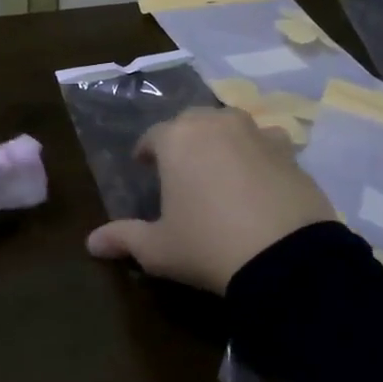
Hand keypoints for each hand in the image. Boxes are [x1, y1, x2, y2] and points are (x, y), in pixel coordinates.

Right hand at [86, 108, 336, 293]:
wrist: (287, 258)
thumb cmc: (207, 245)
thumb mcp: (158, 248)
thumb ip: (123, 238)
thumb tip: (91, 243)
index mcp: (176, 139)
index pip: (152, 137)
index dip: (145, 152)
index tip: (143, 168)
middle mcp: (216, 124)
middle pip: (192, 123)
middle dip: (183, 141)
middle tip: (180, 170)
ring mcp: (258, 134)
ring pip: (231, 128)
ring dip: (221, 142)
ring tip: (219, 172)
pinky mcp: (291, 153)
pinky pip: (266, 145)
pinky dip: (257, 157)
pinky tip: (257, 182)